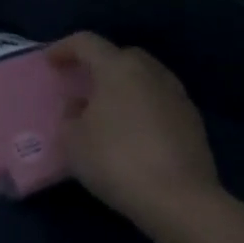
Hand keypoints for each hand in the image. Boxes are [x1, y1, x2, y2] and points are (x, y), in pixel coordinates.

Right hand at [50, 32, 220, 235]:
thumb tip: (79, 108)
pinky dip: (143, 107)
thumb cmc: (118, 161)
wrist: (181, 200)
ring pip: (144, 77)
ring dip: (124, 87)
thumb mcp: (74, 142)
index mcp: (117, 67)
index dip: (64, 48)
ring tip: (109, 111)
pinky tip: (135, 133)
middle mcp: (149, 71)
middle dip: (99, 66)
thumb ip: (69, 117)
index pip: (86, 42)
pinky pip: (160, 101)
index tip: (50, 62)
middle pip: (119, 56)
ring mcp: (176, 94)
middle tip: (82, 86)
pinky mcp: (193, 120)